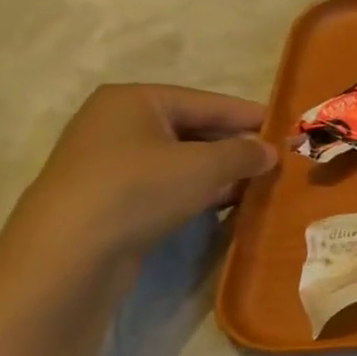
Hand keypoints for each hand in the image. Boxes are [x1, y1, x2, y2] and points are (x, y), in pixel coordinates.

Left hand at [8, 84, 278, 263]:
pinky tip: (227, 203)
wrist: (68, 254)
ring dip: (220, 172)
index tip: (288, 129)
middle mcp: (118, 123)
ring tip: (260, 184)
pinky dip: (197, 190)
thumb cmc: (138, 191)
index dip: (251, 116)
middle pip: (194, 129)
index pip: (208, 102)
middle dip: (236, 146)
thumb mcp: (204, 167)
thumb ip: (244, 153)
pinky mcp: (110, 198)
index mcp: (135, 100)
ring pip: (181, 160)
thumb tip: (270, 151)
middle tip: (277, 161)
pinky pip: (166, 184)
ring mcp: (110, 162)